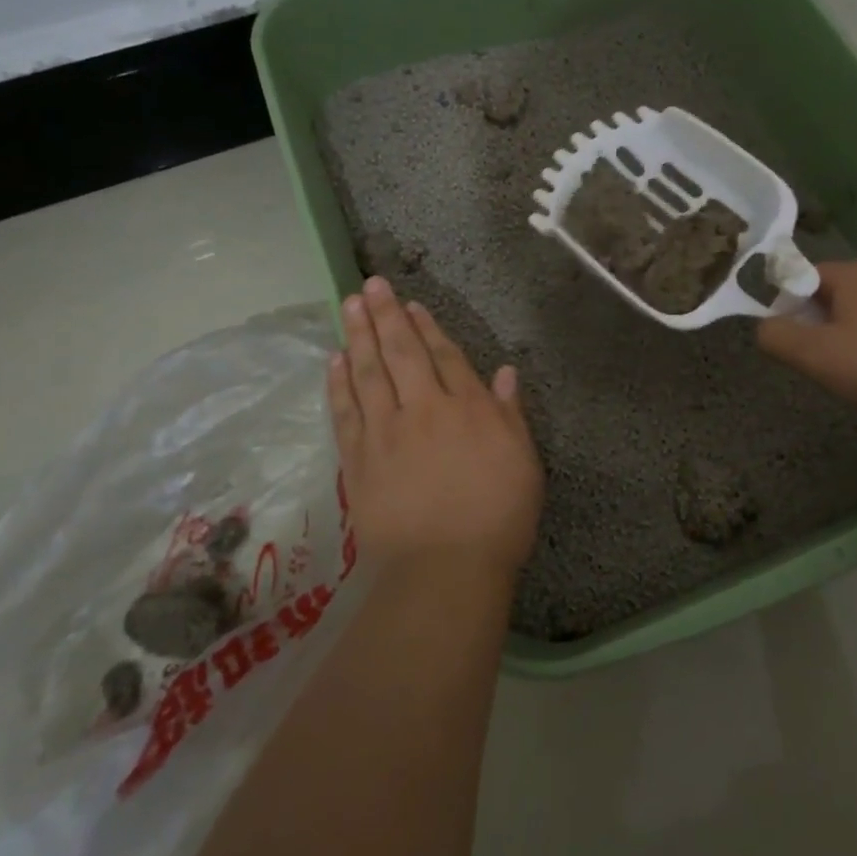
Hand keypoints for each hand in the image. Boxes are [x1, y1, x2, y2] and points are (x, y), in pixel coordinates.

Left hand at [328, 277, 543, 575]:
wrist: (442, 570)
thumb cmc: (497, 519)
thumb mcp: (523, 463)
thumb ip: (510, 415)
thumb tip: (505, 372)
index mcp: (468, 409)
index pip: (445, 357)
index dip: (428, 328)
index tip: (411, 305)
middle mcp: (423, 410)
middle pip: (402, 354)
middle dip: (386, 317)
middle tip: (370, 285)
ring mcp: (385, 434)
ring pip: (368, 373)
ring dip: (358, 336)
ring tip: (348, 306)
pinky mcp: (356, 461)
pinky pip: (345, 412)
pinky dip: (338, 384)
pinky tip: (333, 361)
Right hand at [756, 260, 856, 425]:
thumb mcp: (812, 355)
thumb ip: (775, 335)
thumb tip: (763, 326)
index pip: (804, 275)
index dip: (788, 305)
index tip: (789, 338)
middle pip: (831, 291)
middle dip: (815, 320)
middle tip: (814, 358)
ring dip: (841, 333)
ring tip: (844, 368)